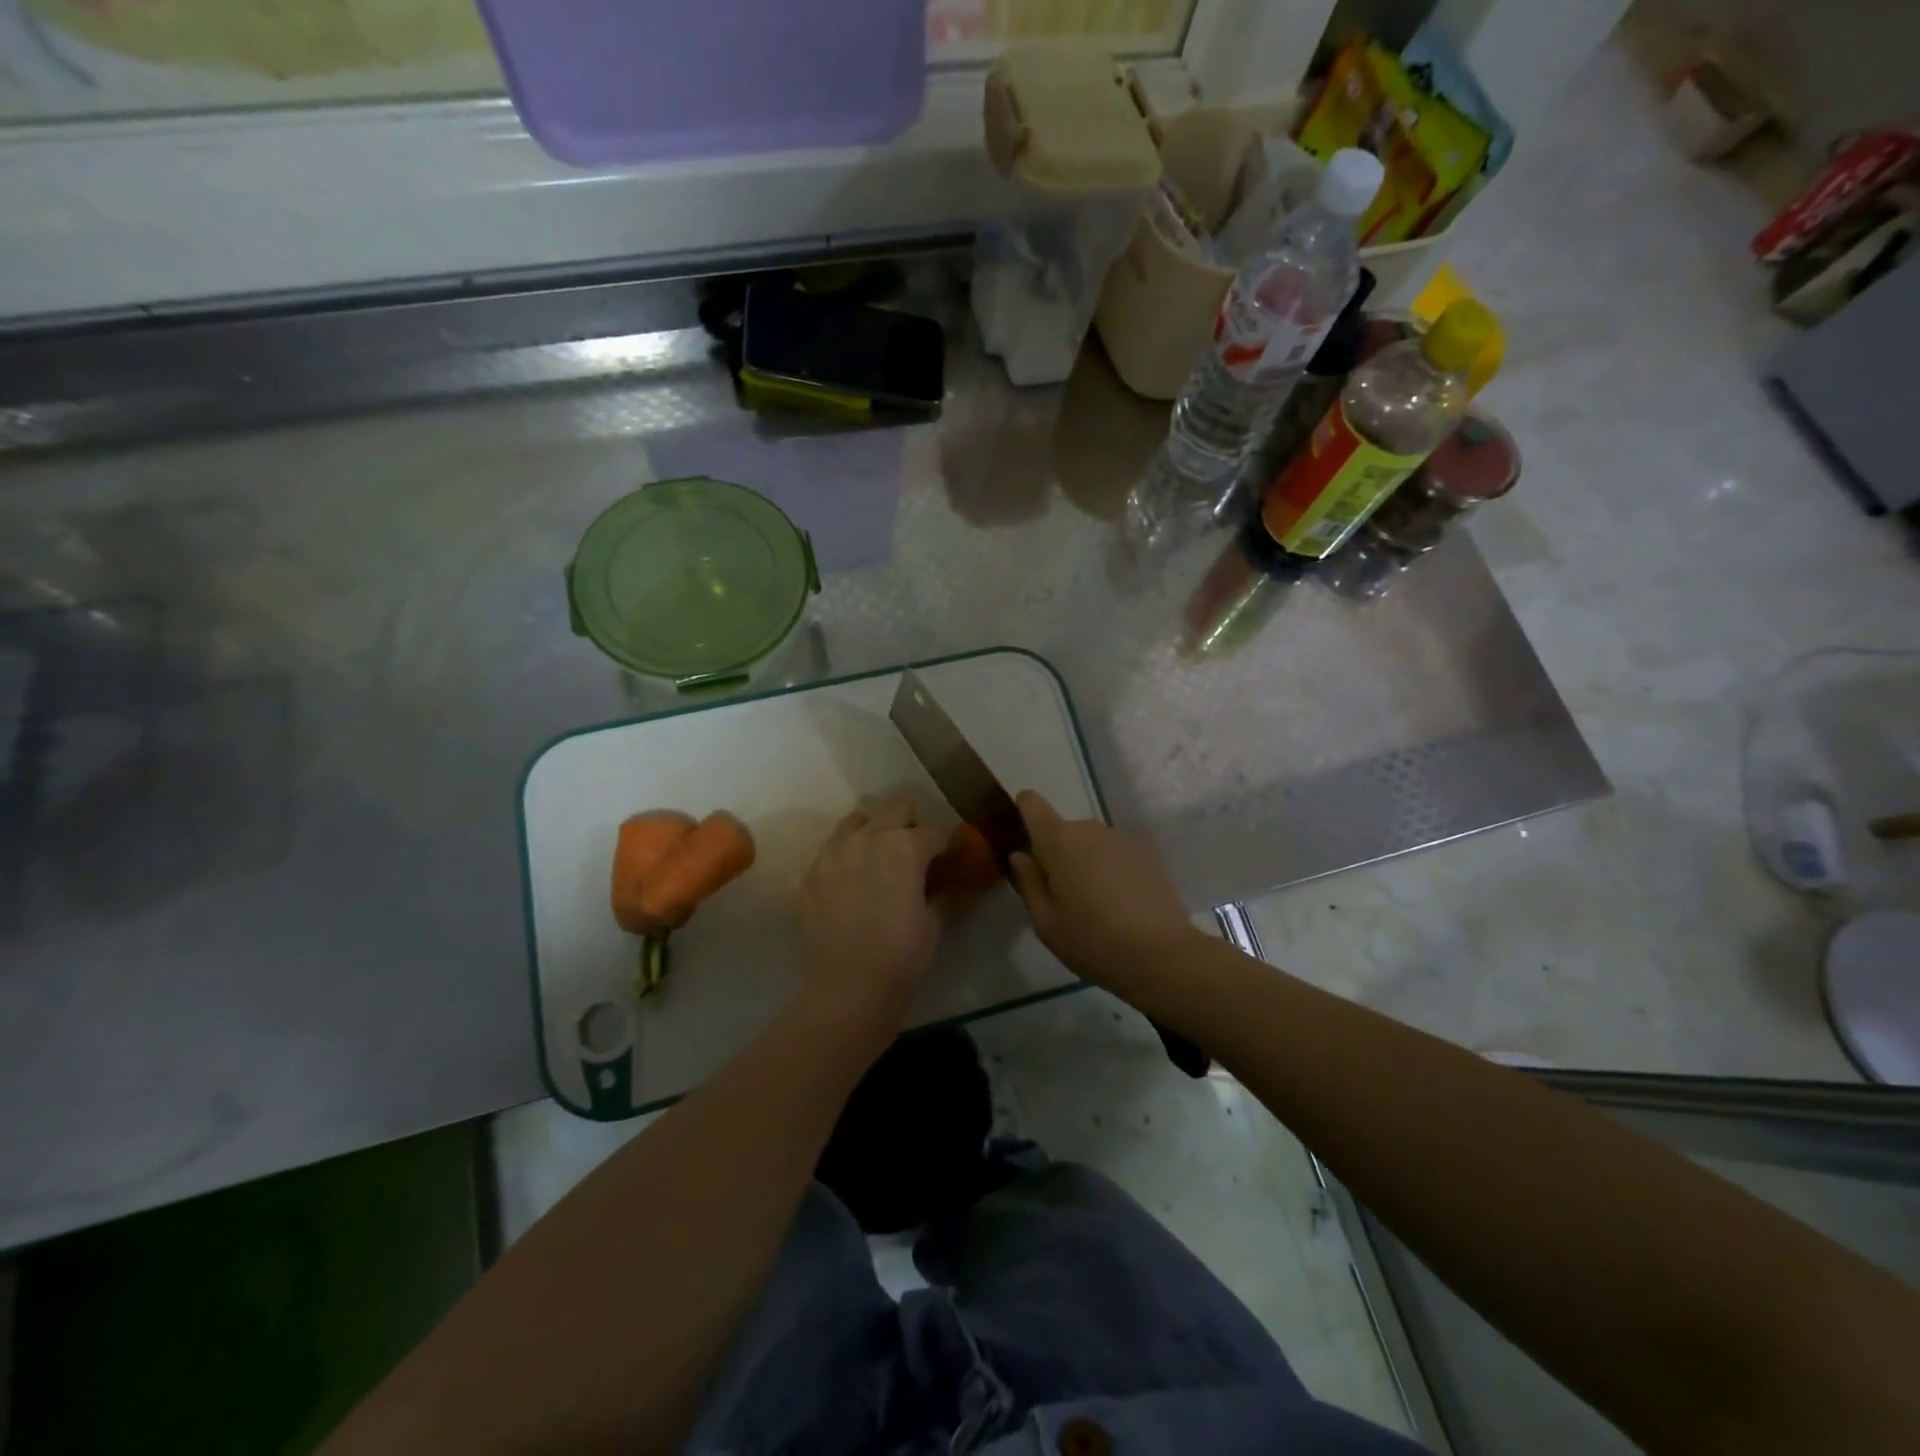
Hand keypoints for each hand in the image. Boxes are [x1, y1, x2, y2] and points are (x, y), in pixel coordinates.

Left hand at [798, 795, 948, 1029]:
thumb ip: (947, 893)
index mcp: (904, 847)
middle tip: (920, 854)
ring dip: (875, 831)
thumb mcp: (934, 923)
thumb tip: (961, 881)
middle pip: (896, 809)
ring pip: (858, 821)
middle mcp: (867, 838)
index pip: (937, 831)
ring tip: (882, 859)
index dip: (951, 842)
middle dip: (912, 825)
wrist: (846, 991)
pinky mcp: (811, 874)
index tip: (957, 854)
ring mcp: (833, 853)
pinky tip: (853, 881)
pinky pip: (832, 849)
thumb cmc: (901, 957)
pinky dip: (847, 855)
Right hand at [1008, 791, 1197, 987]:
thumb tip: (1021, 855)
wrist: (1162, 955)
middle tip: (1063, 896)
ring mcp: (1122, 838)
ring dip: (1086, 861)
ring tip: (1096, 903)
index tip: (1024, 843)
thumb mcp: (1046, 923)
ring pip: (1091, 842)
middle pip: (1062, 830)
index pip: (1031, 803)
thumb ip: (1028, 882)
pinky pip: (1115, 852)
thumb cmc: (1093, 942)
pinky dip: (1111, 868)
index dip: (1023, 813)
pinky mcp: (1147, 852)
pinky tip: (1122, 903)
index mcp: (1058, 841)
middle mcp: (1090, 829)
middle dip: (1057, 854)